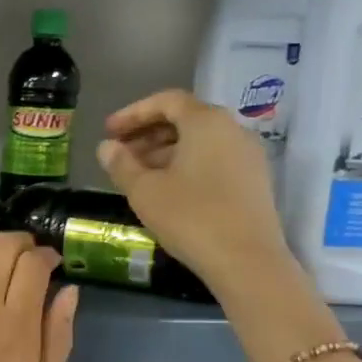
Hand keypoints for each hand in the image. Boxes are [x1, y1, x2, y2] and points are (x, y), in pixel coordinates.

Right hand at [97, 89, 290, 284]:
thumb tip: (106, 147)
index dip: (133, 113)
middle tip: (120, 152)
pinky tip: (167, 189)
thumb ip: (121, 164)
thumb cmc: (190, 217)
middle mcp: (233, 129)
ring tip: (138, 174)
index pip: (166, 101)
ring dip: (165, 151)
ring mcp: (248, 155)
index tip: (109, 131)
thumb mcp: (144, 191)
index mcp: (206, 122)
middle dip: (148, 132)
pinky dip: (187, 165)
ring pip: (200, 141)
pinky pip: (214, 159)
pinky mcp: (254, 180)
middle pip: (185, 119)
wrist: (246, 260)